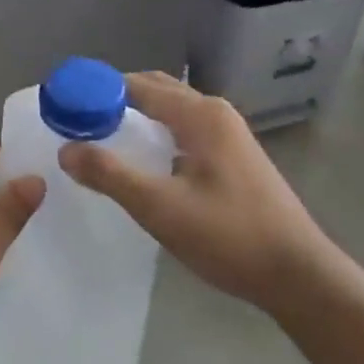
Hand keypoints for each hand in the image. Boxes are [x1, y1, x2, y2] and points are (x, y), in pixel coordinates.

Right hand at [59, 72, 338, 314]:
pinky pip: (182, 129)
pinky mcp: (233, 156)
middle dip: (112, 99)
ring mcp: (228, 134)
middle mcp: (214, 113)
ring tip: (99, 138)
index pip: (135, 85)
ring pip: (169, 110)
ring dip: (133, 116)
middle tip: (75, 122)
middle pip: (153, 90)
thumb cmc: (230, 236)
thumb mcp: (160, 207)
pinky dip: (154, 132)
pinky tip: (140, 160)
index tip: (62, 106)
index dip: (95, 91)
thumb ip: (110, 174)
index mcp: (199, 114)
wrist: (301, 278)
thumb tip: (65, 150)